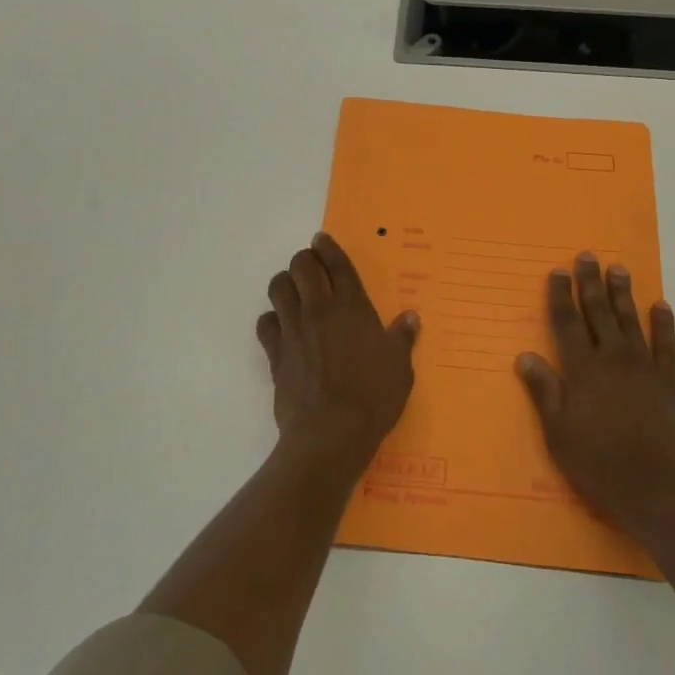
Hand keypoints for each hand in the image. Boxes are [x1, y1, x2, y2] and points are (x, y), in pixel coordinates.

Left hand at [256, 232, 419, 483]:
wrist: (331, 434)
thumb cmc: (373, 398)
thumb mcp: (401, 368)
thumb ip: (402, 338)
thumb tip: (410, 317)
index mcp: (353, 308)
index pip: (337, 265)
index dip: (328, 248)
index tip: (321, 239)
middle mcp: (319, 310)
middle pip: (302, 267)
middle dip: (304, 259)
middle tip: (310, 265)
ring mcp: (294, 330)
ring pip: (278, 288)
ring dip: (285, 283)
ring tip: (294, 291)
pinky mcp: (276, 354)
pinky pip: (265, 324)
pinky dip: (271, 320)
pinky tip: (280, 328)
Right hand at [516, 254, 674, 545]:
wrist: (656, 489)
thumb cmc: (598, 463)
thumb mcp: (558, 432)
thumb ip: (544, 391)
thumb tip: (525, 356)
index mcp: (582, 370)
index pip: (567, 323)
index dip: (561, 296)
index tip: (558, 271)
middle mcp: (612, 359)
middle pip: (599, 313)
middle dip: (591, 283)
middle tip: (588, 256)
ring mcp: (643, 368)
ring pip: (630, 321)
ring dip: (623, 293)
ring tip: (619, 268)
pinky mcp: (668, 383)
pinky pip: (666, 346)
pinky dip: (664, 324)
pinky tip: (661, 306)